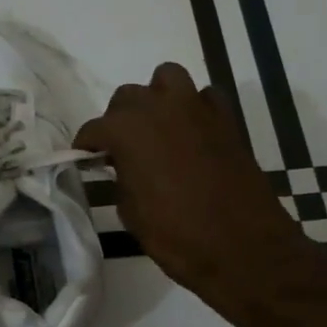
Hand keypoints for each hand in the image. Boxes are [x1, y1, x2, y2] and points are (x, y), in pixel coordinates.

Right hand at [75, 63, 304, 299]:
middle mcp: (159, 108)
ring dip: (156, 98)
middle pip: (128, 97)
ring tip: (156, 129)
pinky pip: (204, 97)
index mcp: (127, 130)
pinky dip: (194, 109)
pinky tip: (191, 134)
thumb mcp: (130, 210)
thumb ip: (121, 176)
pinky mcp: (227, 120)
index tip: (84, 159)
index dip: (86, 146)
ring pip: (167, 79)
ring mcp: (197, 109)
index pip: (94, 129)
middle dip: (119, 120)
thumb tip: (123, 166)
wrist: (241, 247)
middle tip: (120, 150)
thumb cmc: (175, 234)